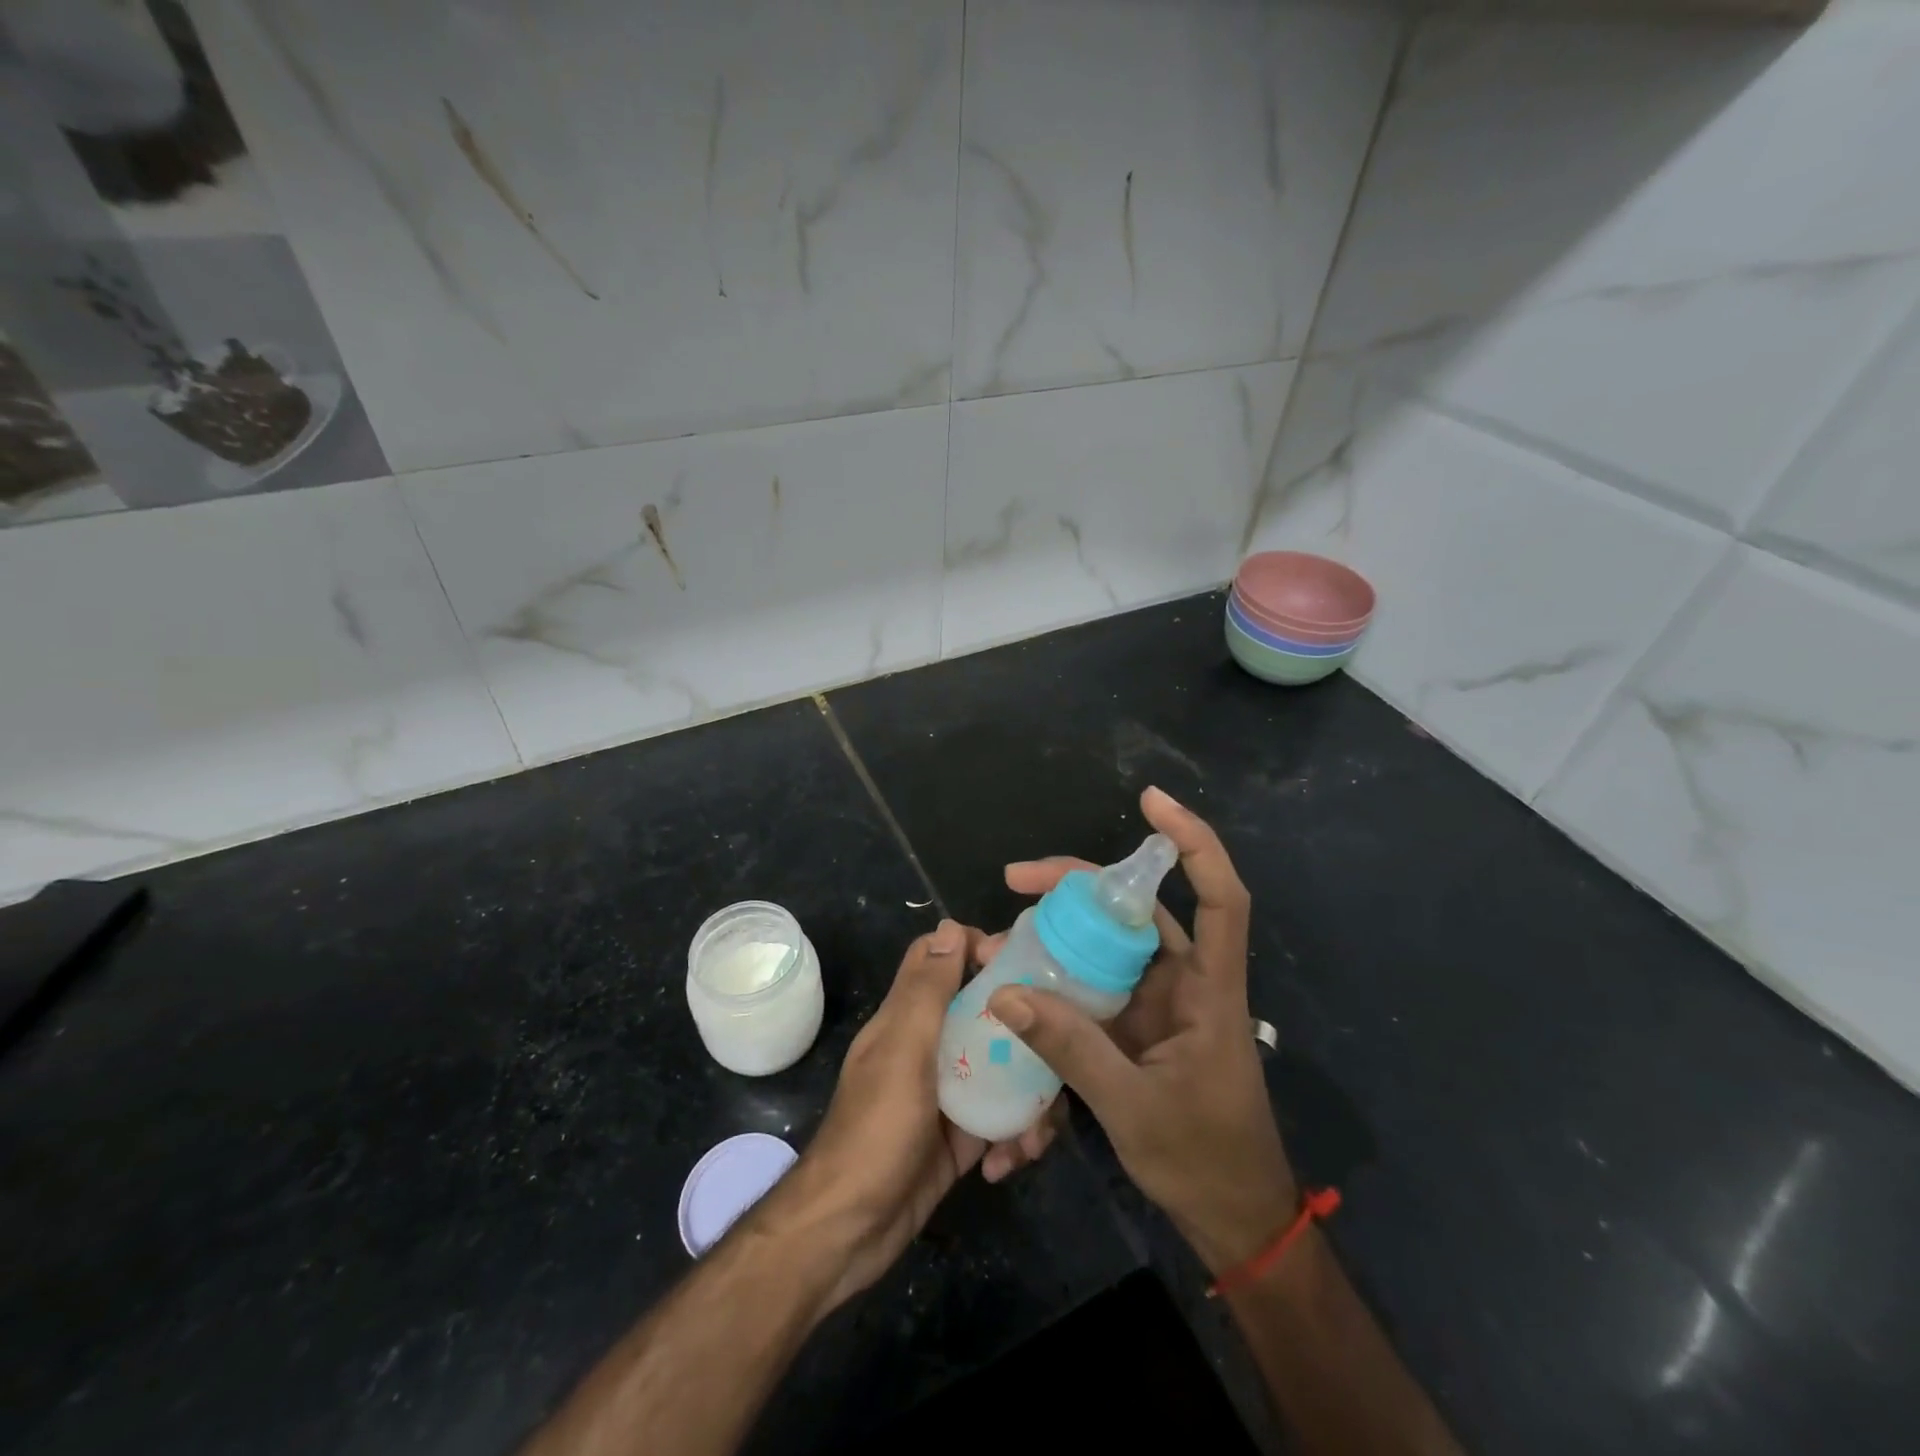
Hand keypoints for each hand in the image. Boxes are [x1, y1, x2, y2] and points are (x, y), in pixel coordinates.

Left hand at [762, 920, 1058, 1306]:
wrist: (849, 1232)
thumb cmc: (876, 1130)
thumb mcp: (904, 1052)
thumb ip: (927, 991)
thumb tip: (949, 927)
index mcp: (909, 1017)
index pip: (942, 959)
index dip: (977, 949)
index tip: (1021, 965)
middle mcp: (930, 1046)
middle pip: (985, 1013)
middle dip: (1023, 1032)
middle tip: (1057, 1052)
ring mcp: (948, 1093)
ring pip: (1002, 1068)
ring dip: (1028, 1098)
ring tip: (1035, 1136)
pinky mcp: (962, 1137)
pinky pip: (1002, 1120)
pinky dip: (1014, 1137)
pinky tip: (1010, 1163)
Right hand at [986, 788, 1297, 1273]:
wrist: (1232, 1219)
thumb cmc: (1203, 1160)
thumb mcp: (1132, 1107)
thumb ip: (1071, 1049)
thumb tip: (1005, 991)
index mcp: (1210, 991)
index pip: (1219, 898)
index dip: (1193, 843)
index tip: (1152, 802)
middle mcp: (1187, 982)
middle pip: (1140, 909)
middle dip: (1080, 883)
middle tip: (1017, 878)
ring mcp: (1160, 1002)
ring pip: (1113, 941)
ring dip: (1064, 927)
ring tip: (1007, 922)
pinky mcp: (1138, 1023)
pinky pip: (1097, 980)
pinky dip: (1062, 969)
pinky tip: (1023, 968)